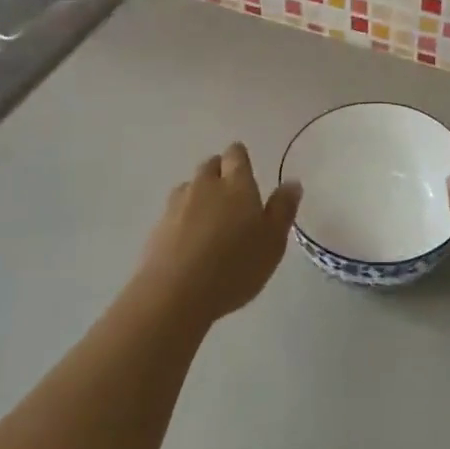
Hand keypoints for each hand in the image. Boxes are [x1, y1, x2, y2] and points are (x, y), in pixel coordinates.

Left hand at [134, 143, 301, 324]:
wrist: (175, 294)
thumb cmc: (235, 266)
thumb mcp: (273, 242)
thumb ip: (283, 209)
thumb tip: (292, 182)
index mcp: (237, 184)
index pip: (236, 154)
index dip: (240, 157)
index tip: (245, 168)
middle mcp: (205, 185)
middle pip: (210, 165)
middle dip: (220, 172)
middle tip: (231, 194)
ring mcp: (177, 205)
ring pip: (189, 187)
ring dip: (199, 194)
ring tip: (209, 218)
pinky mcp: (157, 228)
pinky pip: (173, 212)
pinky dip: (182, 218)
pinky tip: (189, 240)